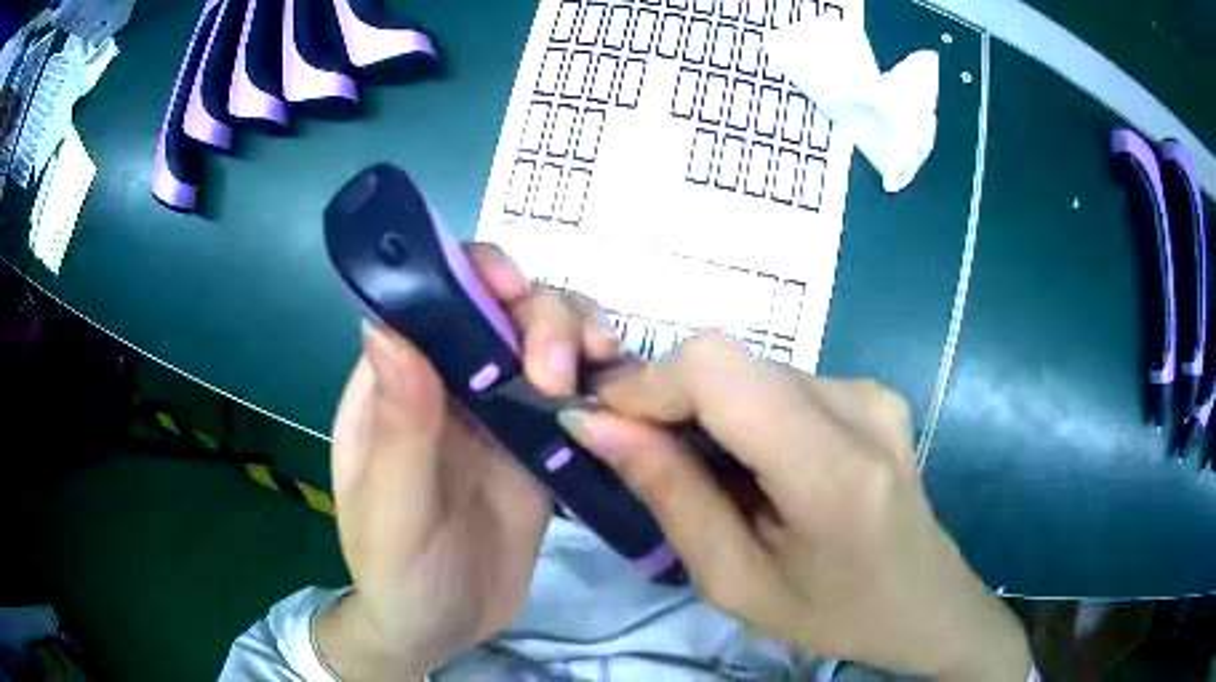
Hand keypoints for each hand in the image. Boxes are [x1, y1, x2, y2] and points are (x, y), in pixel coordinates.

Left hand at [318, 244, 619, 680]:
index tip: (510, 288)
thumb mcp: (390, 511)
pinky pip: (574, 393)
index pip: (429, 300)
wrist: (441, 628)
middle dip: (540, 315)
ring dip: (578, 336)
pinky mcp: (538, 444)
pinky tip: (620, 394)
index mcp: (394, 384)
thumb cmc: (395, 574)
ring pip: (544, 341)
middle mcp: (446, 383)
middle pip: (500, 309)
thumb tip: (387, 325)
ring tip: (601, 368)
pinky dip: (602, 380)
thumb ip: (397, 426)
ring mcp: (497, 412)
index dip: (470, 274)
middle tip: (559, 371)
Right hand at [558, 334, 1031, 680]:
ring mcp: (871, 390)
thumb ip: (670, 495)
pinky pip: (782, 383)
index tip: (606, 427)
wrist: (924, 603)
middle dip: (670, 401)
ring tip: (716, 479)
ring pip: (752, 371)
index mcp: (833, 470)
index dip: (647, 384)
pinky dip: (746, 415)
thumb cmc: (833, 614)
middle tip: (646, 460)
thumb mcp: (735, 581)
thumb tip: (597, 425)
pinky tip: (760, 468)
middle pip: (731, 363)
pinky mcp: (871, 390)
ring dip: (710, 413)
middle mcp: (859, 405)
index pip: (718, 370)